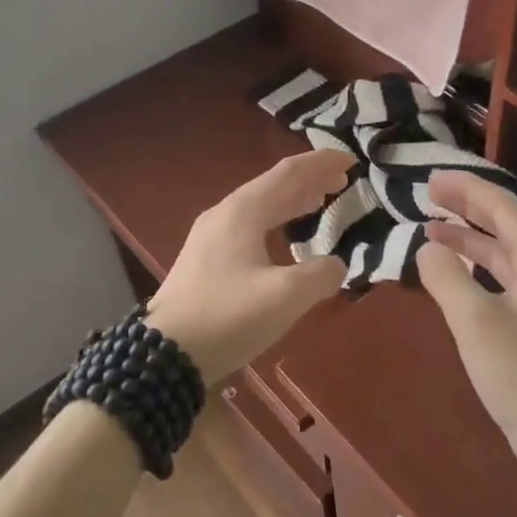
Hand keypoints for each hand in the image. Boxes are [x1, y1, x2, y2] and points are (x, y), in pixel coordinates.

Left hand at [144, 150, 352, 386]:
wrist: (165, 355)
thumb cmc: (228, 317)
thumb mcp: (285, 296)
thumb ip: (320, 275)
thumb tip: (336, 265)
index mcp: (242, 212)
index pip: (288, 174)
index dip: (321, 164)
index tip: (351, 160)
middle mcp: (225, 215)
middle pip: (273, 186)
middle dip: (309, 181)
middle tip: (342, 181)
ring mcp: (211, 237)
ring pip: (260, 206)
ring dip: (292, 201)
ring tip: (320, 200)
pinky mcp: (206, 260)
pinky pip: (250, 226)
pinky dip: (276, 221)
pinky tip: (285, 237)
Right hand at [417, 172, 516, 490]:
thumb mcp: (475, 322)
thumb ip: (446, 278)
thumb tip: (426, 248)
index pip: (501, 206)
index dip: (465, 188)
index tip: (430, 179)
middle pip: (504, 223)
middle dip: (467, 205)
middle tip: (428, 193)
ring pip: (502, 250)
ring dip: (468, 236)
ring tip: (432, 227)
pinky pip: (501, 276)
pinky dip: (475, 265)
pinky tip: (454, 271)